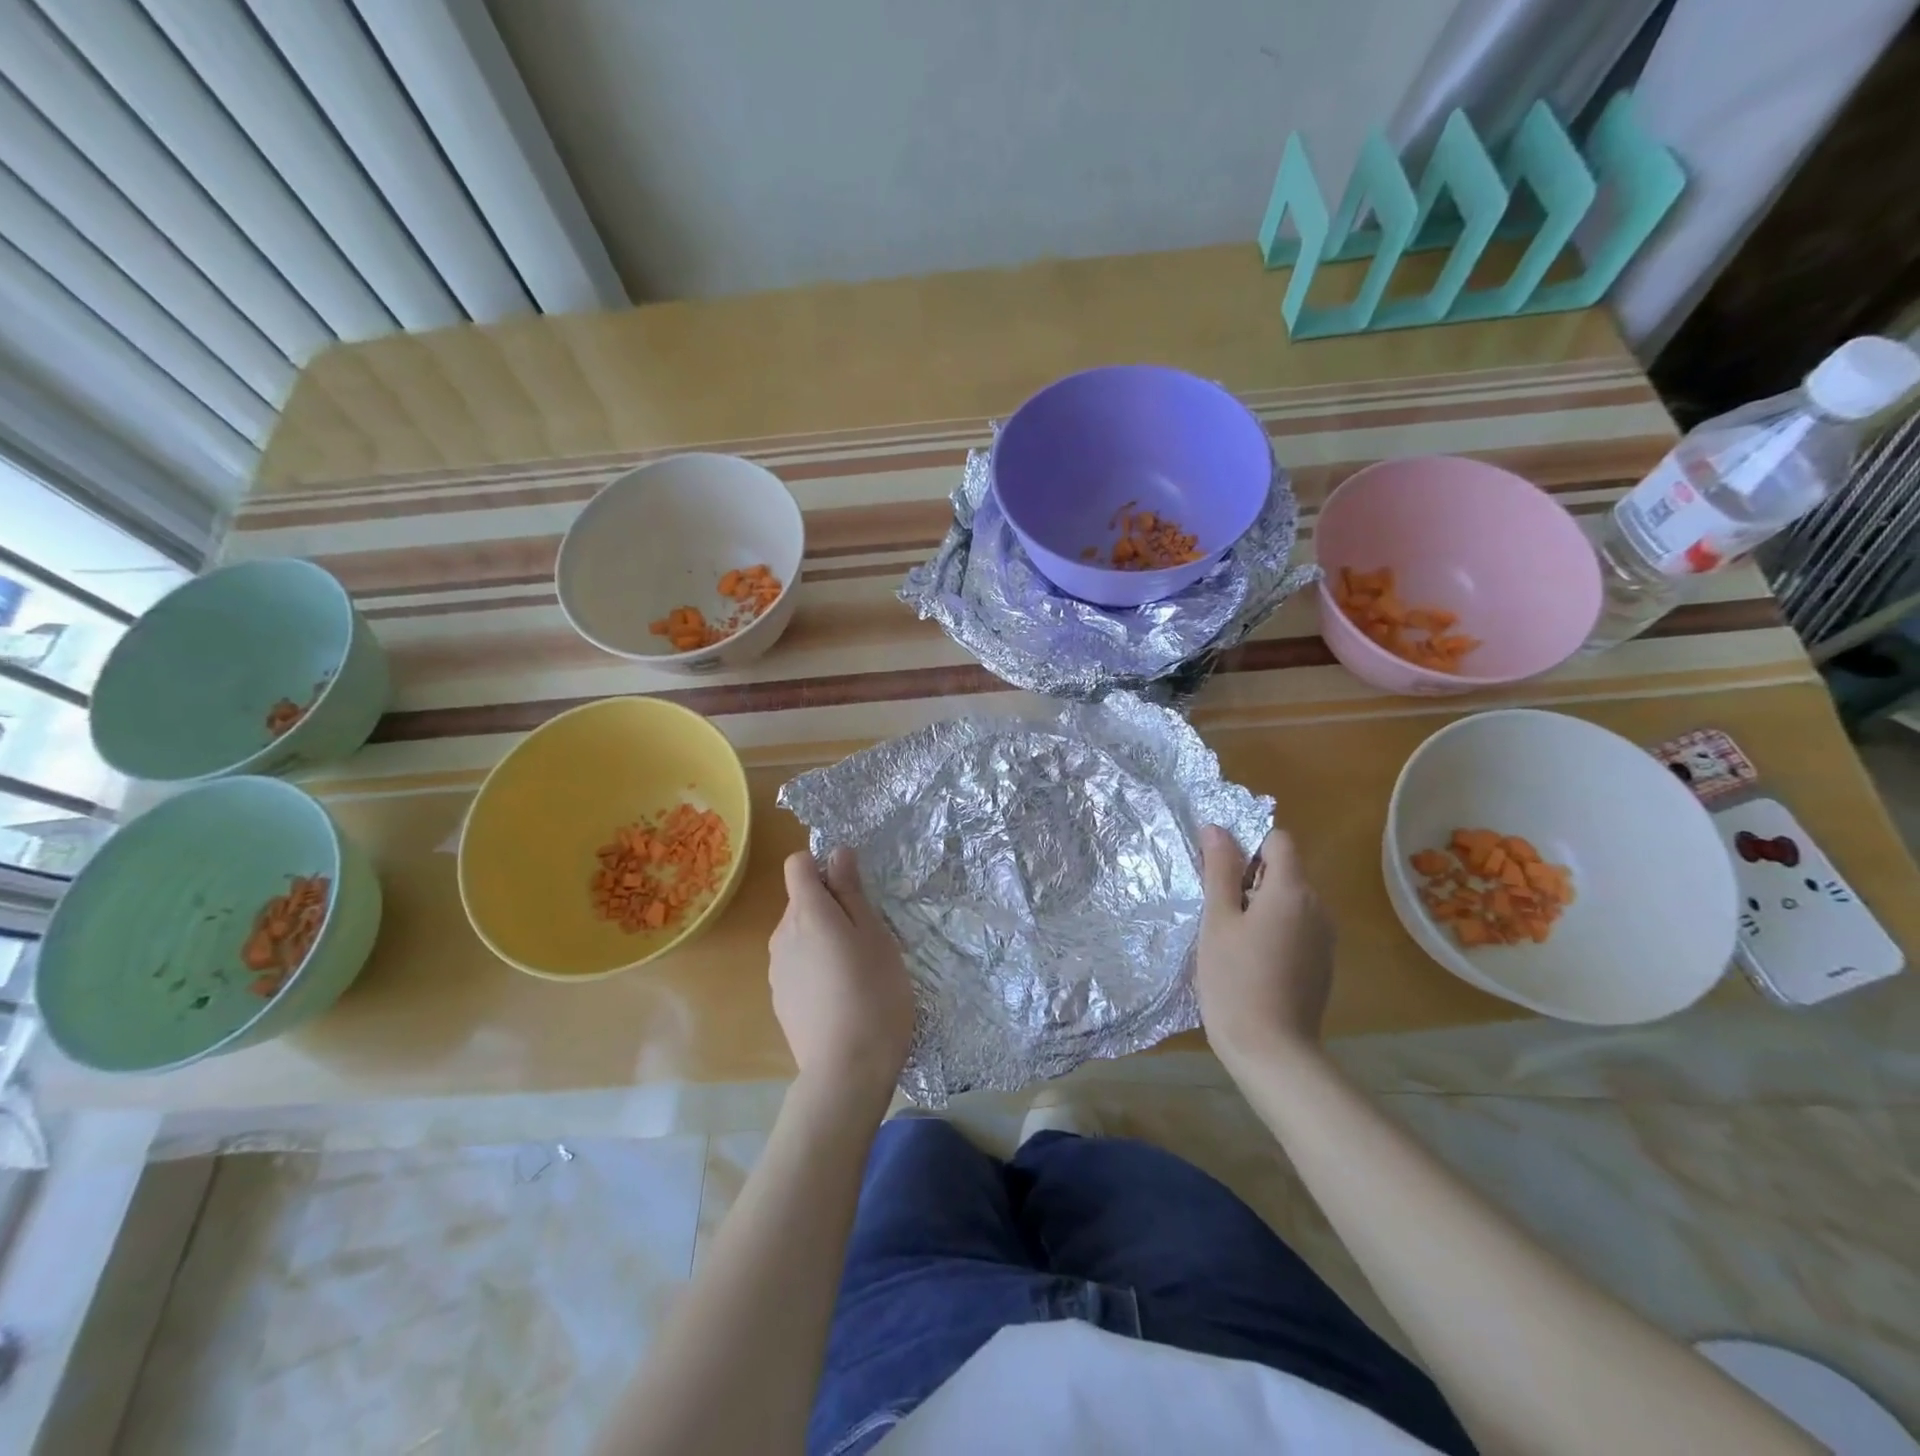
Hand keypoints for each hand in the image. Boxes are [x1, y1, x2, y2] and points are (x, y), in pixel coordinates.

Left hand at [769, 848, 914, 1107]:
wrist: (846, 1071)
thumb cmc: (874, 993)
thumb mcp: (875, 935)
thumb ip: (851, 892)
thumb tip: (837, 852)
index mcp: (807, 912)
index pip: (797, 864)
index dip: (822, 866)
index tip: (851, 888)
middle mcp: (782, 934)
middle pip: (801, 901)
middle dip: (830, 907)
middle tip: (867, 937)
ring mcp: (776, 968)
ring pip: (800, 935)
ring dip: (823, 939)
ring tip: (856, 970)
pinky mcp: (779, 998)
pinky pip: (797, 964)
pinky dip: (815, 968)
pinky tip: (839, 997)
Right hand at [1196, 826, 1334, 1072]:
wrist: (1272, 1050)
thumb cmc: (1235, 978)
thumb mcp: (1218, 920)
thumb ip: (1220, 871)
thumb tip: (1217, 828)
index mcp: (1292, 891)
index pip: (1279, 840)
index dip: (1249, 845)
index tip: (1221, 872)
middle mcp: (1318, 907)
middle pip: (1285, 870)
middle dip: (1251, 877)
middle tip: (1217, 908)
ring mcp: (1325, 938)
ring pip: (1290, 901)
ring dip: (1262, 905)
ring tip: (1230, 937)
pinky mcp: (1323, 963)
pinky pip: (1298, 927)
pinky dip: (1275, 930)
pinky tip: (1251, 961)